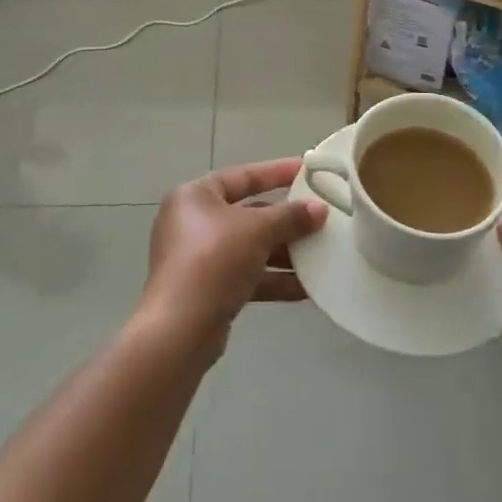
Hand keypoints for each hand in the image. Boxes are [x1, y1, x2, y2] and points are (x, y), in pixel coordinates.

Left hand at [142, 158, 327, 352]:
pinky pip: (247, 275)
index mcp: (194, 197)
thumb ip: (290, 217)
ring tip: (321, 253)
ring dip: (284, 252)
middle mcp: (192, 223)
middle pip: (248, 213)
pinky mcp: (207, 289)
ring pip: (250, 247)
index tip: (307, 170)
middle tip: (320, 216)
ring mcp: (198, 258)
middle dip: (285, 219)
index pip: (242, 176)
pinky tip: (306, 287)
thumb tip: (320, 209)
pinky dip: (273, 278)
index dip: (276, 172)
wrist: (179, 331)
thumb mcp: (257, 230)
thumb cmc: (213, 261)